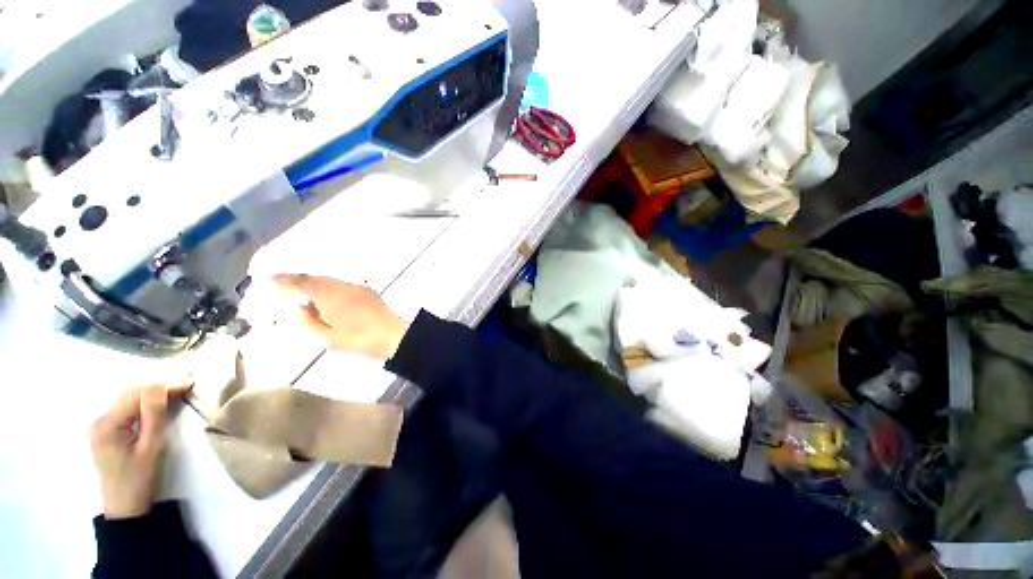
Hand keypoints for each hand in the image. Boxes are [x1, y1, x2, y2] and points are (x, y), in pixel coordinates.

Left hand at [89, 384, 190, 519]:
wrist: (125, 508)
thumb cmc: (139, 479)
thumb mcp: (151, 446)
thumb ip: (153, 414)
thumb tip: (160, 385)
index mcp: (108, 424)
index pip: (137, 393)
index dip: (164, 385)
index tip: (190, 383)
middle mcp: (100, 420)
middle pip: (130, 393)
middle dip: (159, 387)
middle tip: (187, 386)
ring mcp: (102, 426)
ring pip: (129, 399)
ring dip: (153, 394)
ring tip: (178, 393)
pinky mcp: (108, 431)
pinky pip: (127, 409)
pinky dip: (145, 404)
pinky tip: (159, 406)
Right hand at [274, 274, 408, 358]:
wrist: (394, 335)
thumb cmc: (359, 339)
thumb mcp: (326, 337)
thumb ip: (307, 322)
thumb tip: (297, 309)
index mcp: (329, 295)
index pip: (301, 282)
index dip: (283, 280)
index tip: (268, 279)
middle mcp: (342, 285)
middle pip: (315, 278)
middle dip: (299, 282)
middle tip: (285, 289)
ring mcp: (357, 287)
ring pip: (329, 281)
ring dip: (315, 285)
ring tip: (305, 297)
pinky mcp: (367, 291)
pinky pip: (342, 285)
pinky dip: (330, 289)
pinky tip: (327, 300)